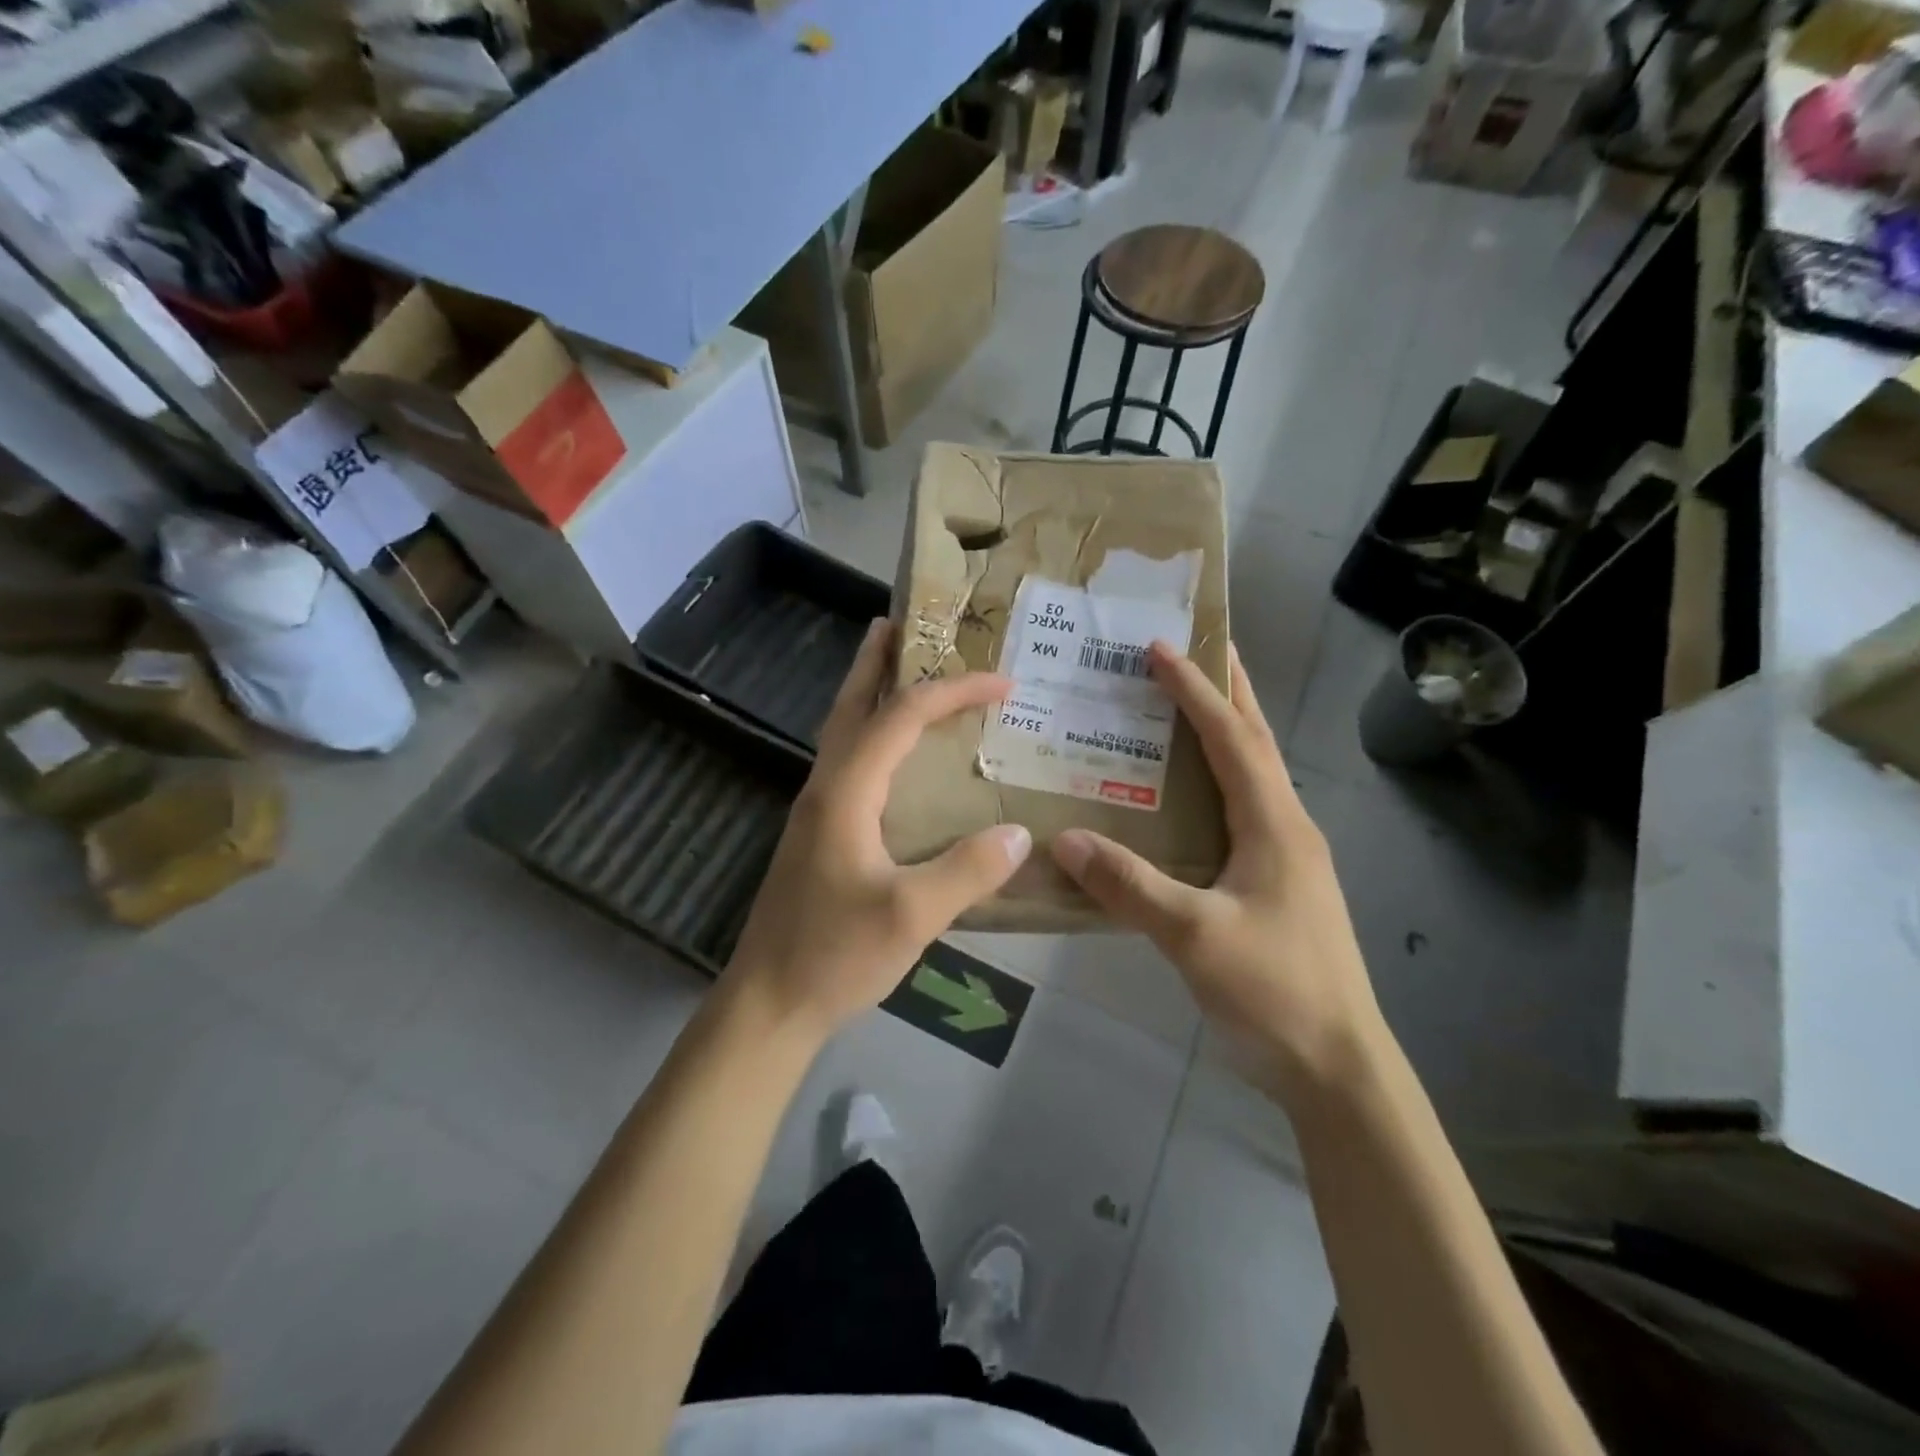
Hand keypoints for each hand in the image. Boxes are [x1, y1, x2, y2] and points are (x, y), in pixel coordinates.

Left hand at [724, 620, 1032, 1039]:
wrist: (768, 1003)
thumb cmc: (833, 954)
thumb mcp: (911, 916)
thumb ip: (968, 871)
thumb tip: (1019, 833)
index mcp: (846, 791)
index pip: (901, 716)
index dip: (952, 691)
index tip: (1002, 682)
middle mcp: (826, 787)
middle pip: (851, 704)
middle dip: (876, 660)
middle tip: (904, 624)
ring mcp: (817, 810)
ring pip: (845, 733)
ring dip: (871, 694)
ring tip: (902, 672)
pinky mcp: (819, 835)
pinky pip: (851, 764)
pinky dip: (874, 737)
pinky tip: (896, 759)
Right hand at [1051, 643, 1383, 1101]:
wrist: (1338, 1068)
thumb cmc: (1274, 992)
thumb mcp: (1194, 936)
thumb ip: (1129, 885)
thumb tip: (1063, 838)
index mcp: (1275, 824)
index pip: (1231, 738)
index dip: (1196, 690)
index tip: (1160, 648)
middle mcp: (1287, 827)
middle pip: (1256, 741)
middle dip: (1229, 690)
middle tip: (1199, 647)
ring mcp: (1287, 857)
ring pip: (1254, 775)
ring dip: (1227, 731)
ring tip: (1191, 703)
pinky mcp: (1278, 884)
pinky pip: (1244, 810)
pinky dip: (1219, 780)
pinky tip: (1191, 794)